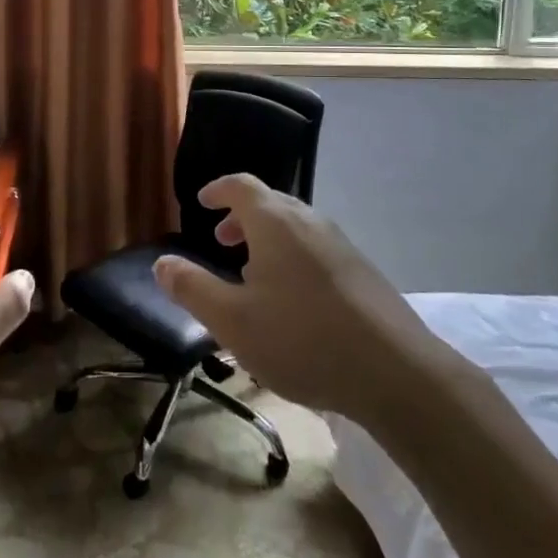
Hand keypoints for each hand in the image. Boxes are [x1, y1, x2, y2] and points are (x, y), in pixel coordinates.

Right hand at [152, 174, 442, 416]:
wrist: (396, 372)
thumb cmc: (302, 340)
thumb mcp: (233, 321)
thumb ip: (192, 289)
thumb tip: (161, 262)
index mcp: (275, 222)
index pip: (241, 185)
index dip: (217, 190)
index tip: (201, 203)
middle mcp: (309, 222)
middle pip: (270, 203)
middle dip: (241, 217)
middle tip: (222, 241)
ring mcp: (341, 245)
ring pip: (295, 227)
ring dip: (268, 239)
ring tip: (253, 275)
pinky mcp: (362, 271)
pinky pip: (316, 249)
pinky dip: (293, 257)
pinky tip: (293, 301)